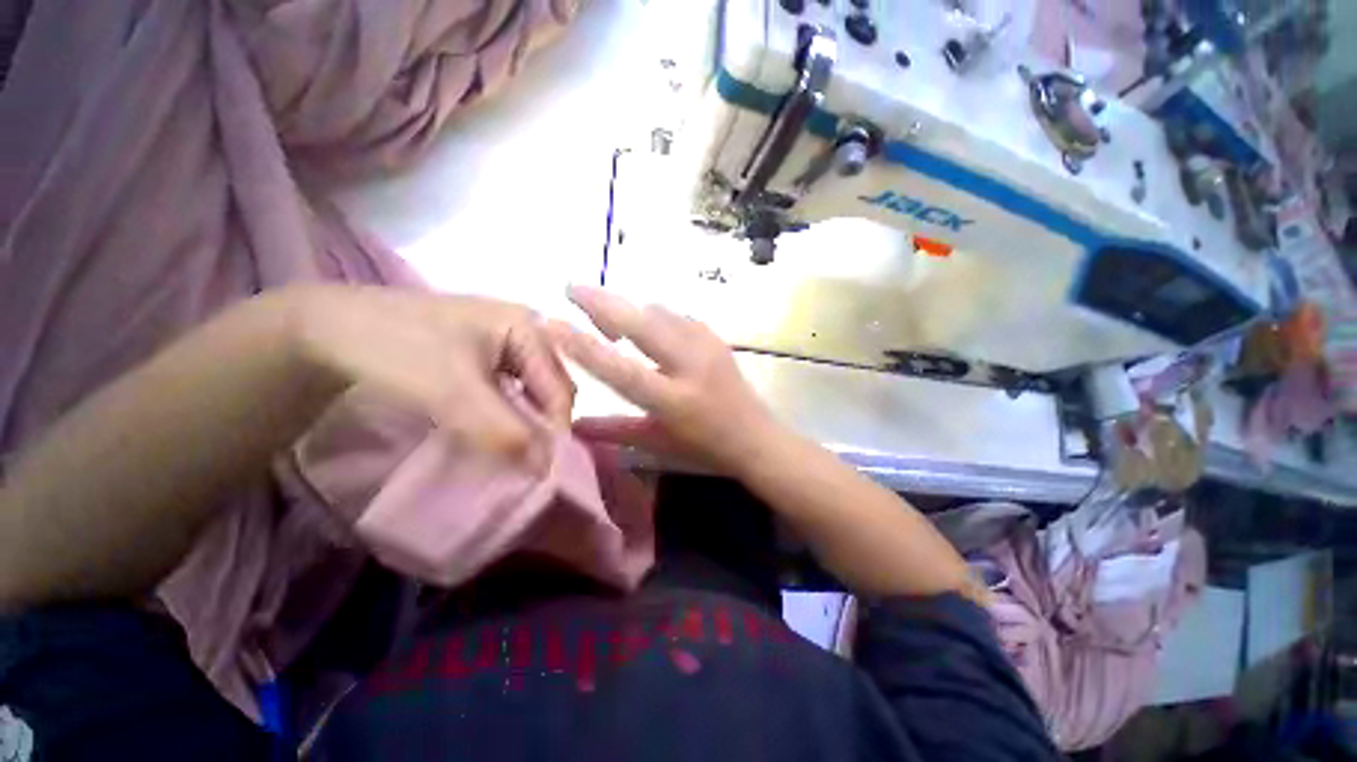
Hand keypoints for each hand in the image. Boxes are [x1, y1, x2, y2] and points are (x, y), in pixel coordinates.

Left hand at [289, 285, 574, 465]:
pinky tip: (495, 429)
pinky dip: (508, 414)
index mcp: (529, 328)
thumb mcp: (453, 392)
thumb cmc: (397, 349)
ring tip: (512, 451)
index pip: (559, 388)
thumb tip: (544, 469)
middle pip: (550, 388)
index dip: (555, 429)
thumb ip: (503, 430)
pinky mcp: (485, 354)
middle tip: (527, 463)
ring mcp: (505, 342)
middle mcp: (526, 331)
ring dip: (526, 423)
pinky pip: (511, 390)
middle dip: (543, 426)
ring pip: (531, 391)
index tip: (543, 471)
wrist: (329, 327)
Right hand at [546, 285, 778, 475]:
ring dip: (629, 309)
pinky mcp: (716, 338)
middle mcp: (690, 367)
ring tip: (607, 314)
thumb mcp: (657, 442)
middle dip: (603, 302)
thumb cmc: (704, 447)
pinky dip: (655, 315)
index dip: (582, 345)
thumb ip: (613, 431)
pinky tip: (646, 323)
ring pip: (659, 313)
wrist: (756, 437)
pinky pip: (678, 316)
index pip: (619, 369)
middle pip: (641, 324)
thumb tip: (572, 423)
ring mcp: (707, 347)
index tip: (550, 321)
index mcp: (673, 401)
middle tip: (572, 287)